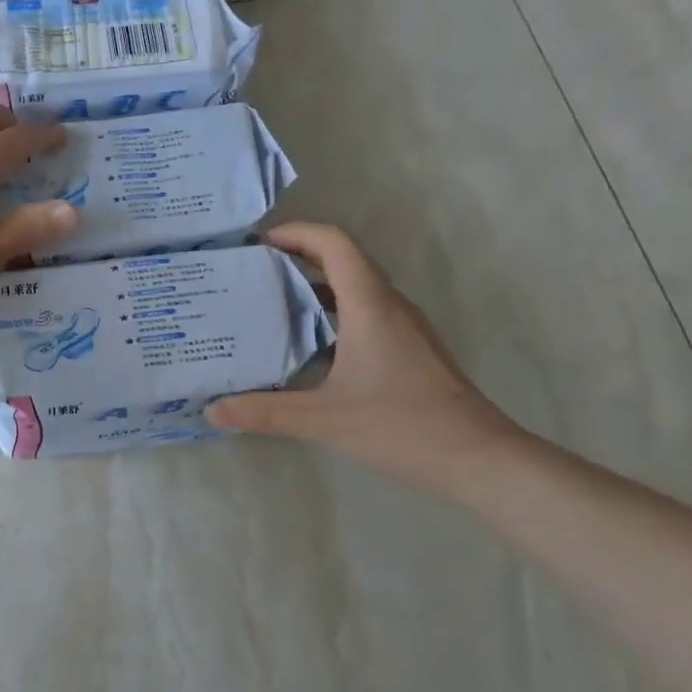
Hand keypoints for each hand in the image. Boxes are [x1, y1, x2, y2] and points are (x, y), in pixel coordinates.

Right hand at [206, 223, 523, 494]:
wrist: (478, 458)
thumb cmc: (401, 427)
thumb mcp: (323, 420)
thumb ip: (265, 413)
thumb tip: (212, 410)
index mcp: (369, 306)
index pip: (334, 244)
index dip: (296, 233)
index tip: (258, 244)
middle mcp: (389, 306)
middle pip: (344, 259)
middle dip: (298, 257)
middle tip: (253, 273)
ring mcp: (404, 327)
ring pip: (356, 287)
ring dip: (315, 286)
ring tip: (271, 304)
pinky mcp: (410, 348)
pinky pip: (366, 312)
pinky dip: (332, 312)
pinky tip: (308, 345)